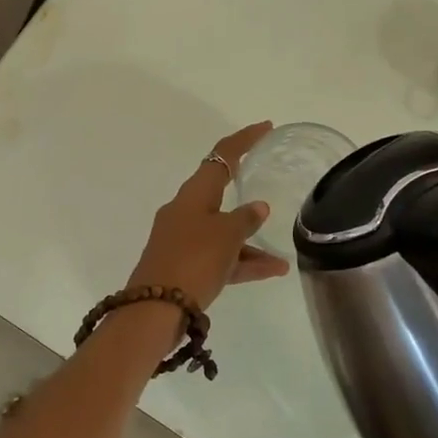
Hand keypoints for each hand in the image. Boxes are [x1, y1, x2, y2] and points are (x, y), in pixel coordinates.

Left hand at [125, 122, 289, 310]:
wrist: (155, 310)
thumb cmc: (193, 260)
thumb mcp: (226, 236)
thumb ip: (245, 219)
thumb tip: (257, 208)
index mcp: (193, 195)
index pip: (221, 156)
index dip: (244, 140)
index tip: (266, 127)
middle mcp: (185, 212)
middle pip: (219, 192)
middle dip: (245, 189)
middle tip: (269, 177)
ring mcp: (183, 240)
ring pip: (223, 231)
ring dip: (250, 241)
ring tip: (281, 259)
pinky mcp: (183, 266)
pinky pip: (219, 257)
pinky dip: (242, 262)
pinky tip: (272, 272)